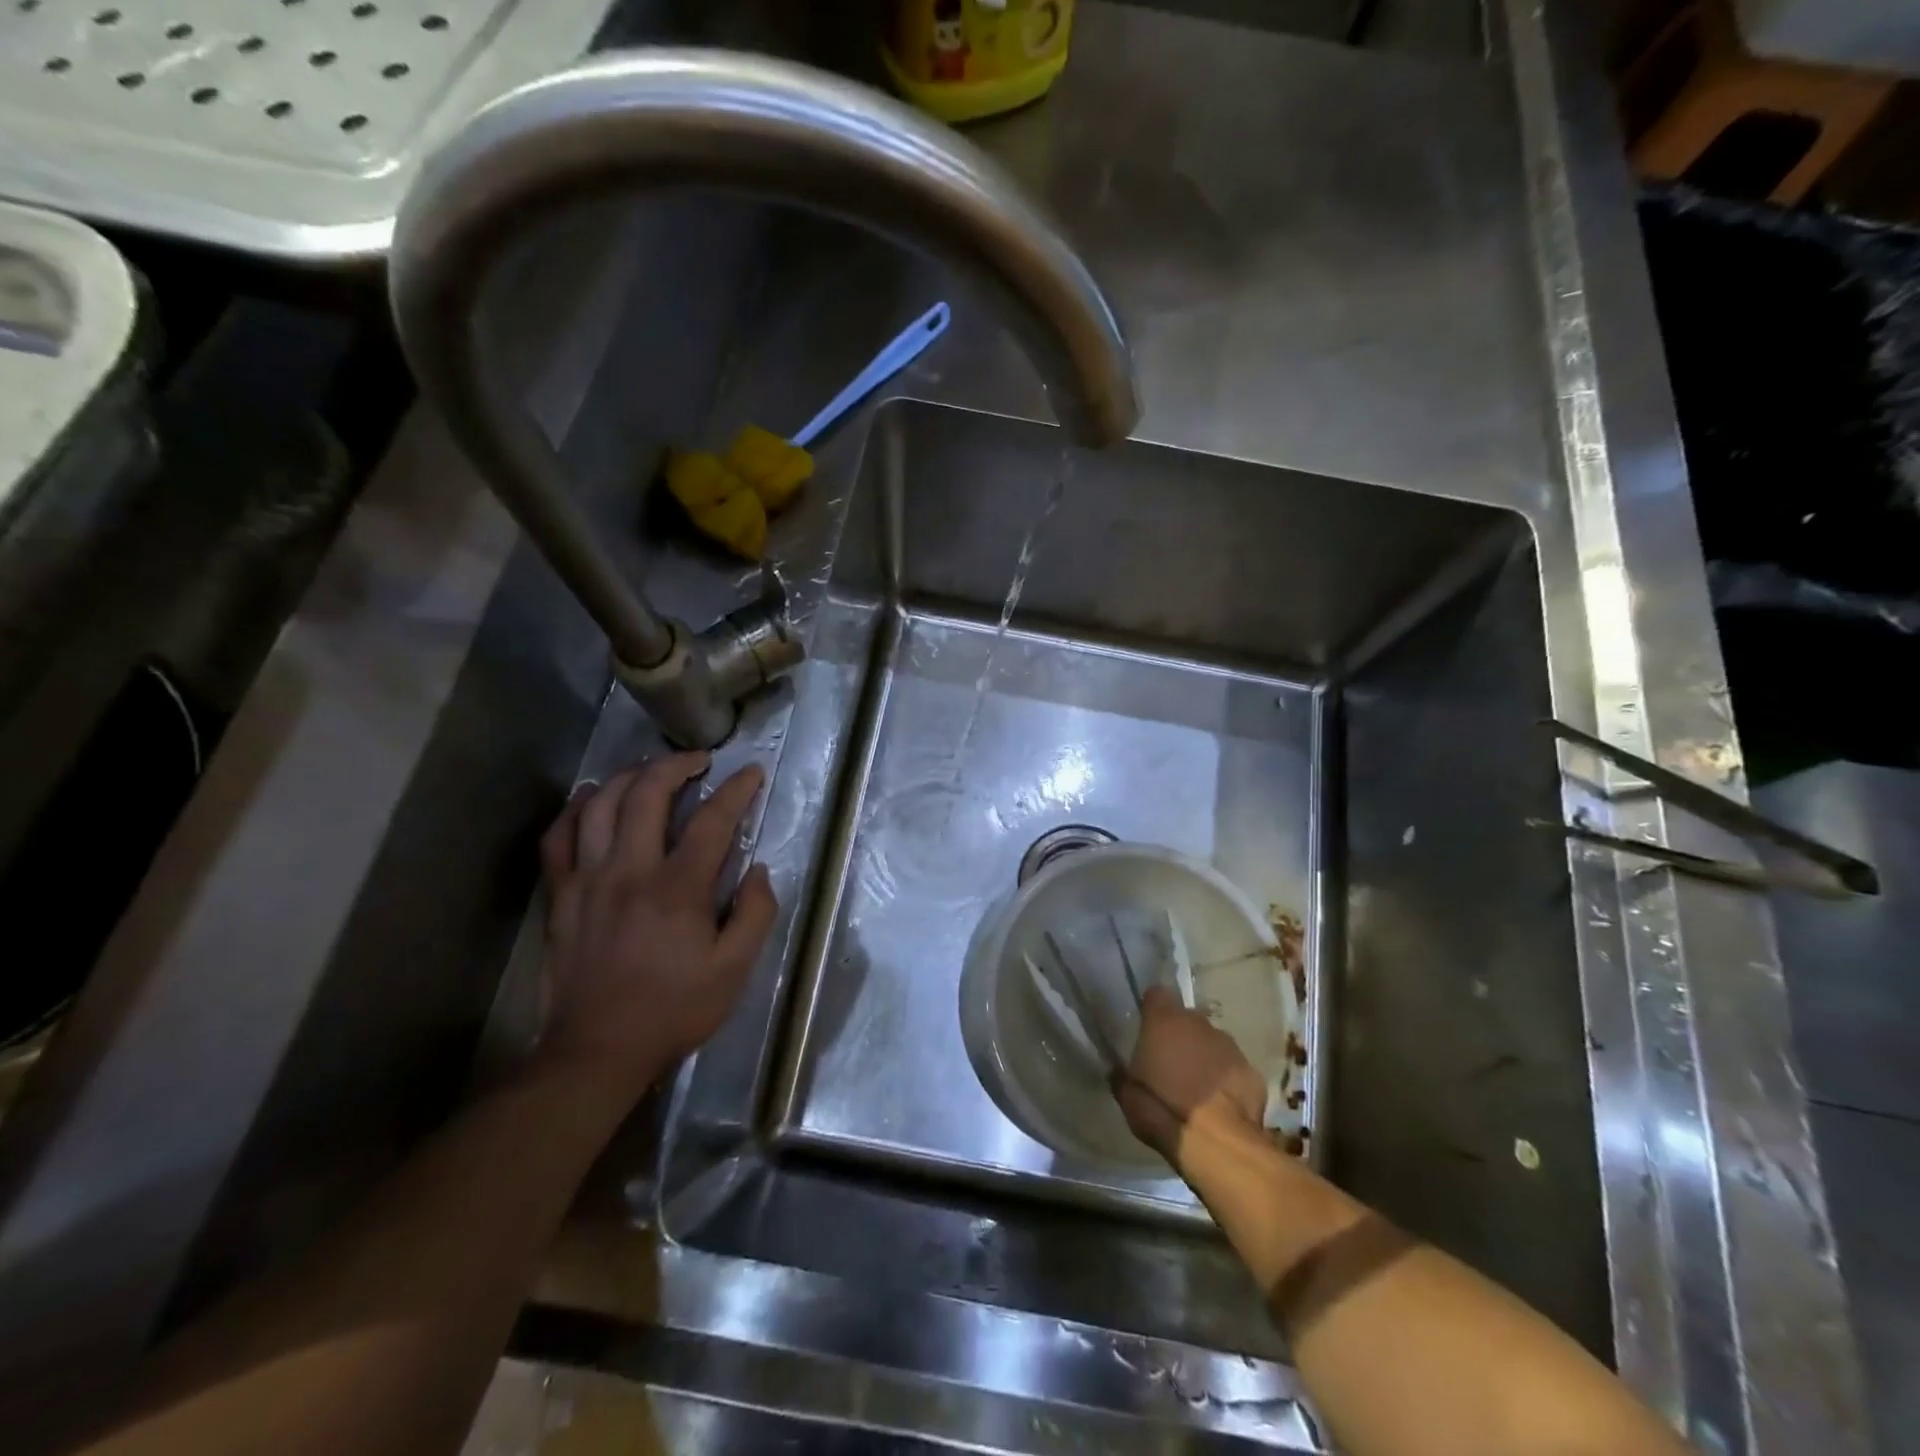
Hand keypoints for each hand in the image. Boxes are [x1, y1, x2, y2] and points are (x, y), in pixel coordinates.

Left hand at [536, 754, 777, 1093]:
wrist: (597, 1051)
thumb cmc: (674, 1010)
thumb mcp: (734, 970)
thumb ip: (755, 914)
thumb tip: (758, 870)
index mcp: (678, 889)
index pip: (712, 820)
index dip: (736, 790)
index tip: (752, 773)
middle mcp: (630, 871)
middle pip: (648, 794)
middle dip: (677, 765)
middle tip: (699, 761)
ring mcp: (587, 880)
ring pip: (601, 805)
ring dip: (630, 776)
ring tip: (652, 771)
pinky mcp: (560, 896)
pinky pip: (558, 837)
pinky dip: (575, 809)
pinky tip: (592, 798)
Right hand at [1117, 986, 1267, 1163]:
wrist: (1218, 1144)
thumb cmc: (1163, 1111)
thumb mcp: (1127, 1096)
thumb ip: (1122, 1074)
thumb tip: (1117, 1069)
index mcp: (1163, 1021)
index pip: (1156, 994)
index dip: (1152, 1009)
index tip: (1147, 1028)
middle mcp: (1198, 1023)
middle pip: (1186, 1019)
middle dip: (1179, 1036)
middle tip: (1170, 1064)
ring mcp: (1229, 1045)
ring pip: (1211, 1042)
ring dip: (1203, 1056)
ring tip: (1196, 1086)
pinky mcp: (1252, 1070)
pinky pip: (1232, 1066)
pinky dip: (1225, 1078)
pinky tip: (1221, 1102)